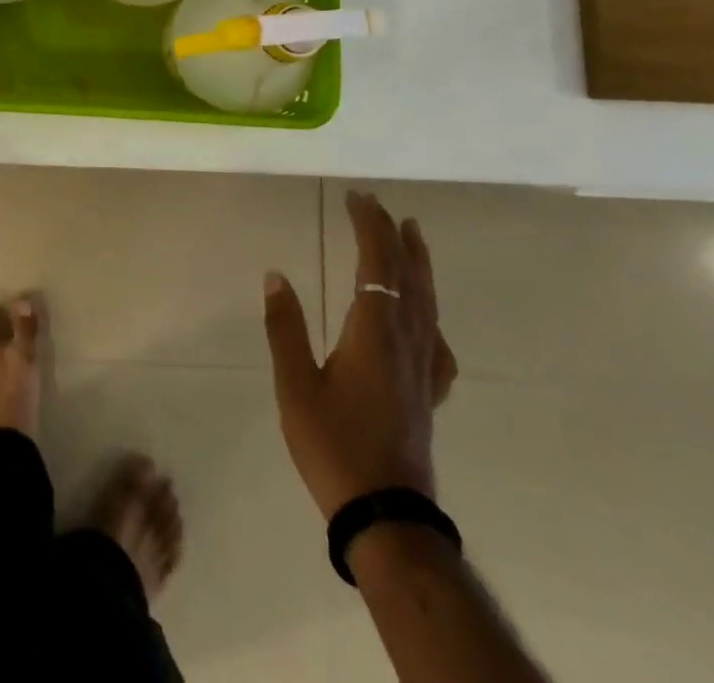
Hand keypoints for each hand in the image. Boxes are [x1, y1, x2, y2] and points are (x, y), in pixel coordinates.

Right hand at [263, 190, 458, 517]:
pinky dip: (432, 314)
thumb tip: (276, 275)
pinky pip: (437, 340)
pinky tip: (427, 320)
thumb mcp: (295, 385)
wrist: (386, 515)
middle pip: (407, 275)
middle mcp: (406, 340)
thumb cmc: (333, 445)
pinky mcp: (429, 393)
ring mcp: (424, 368)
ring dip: (419, 264)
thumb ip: (285, 327)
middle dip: (393, 235)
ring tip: (414, 236)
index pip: (377, 263)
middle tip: (379, 205)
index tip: (356, 197)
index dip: (369, 226)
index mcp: (373, 331)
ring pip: (428, 302)